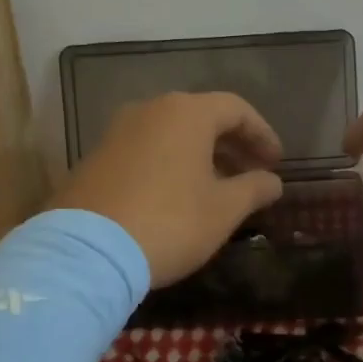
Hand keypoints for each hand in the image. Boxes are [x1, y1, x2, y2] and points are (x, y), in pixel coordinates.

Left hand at [51, 92, 284, 285]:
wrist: (86, 252)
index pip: (236, 109)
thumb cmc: (169, 222)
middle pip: (202, 117)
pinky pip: (145, 150)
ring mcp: (117, 132)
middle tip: (252, 172)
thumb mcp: (224, 210)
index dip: (262, 133)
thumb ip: (254, 189)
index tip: (276, 162)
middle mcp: (150, 110)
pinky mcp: (95, 157)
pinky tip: (177, 195)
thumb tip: (273, 181)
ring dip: (200, 155)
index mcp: (186, 113)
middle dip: (232, 144)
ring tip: (217, 187)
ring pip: (171, 133)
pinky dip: (169, 164)